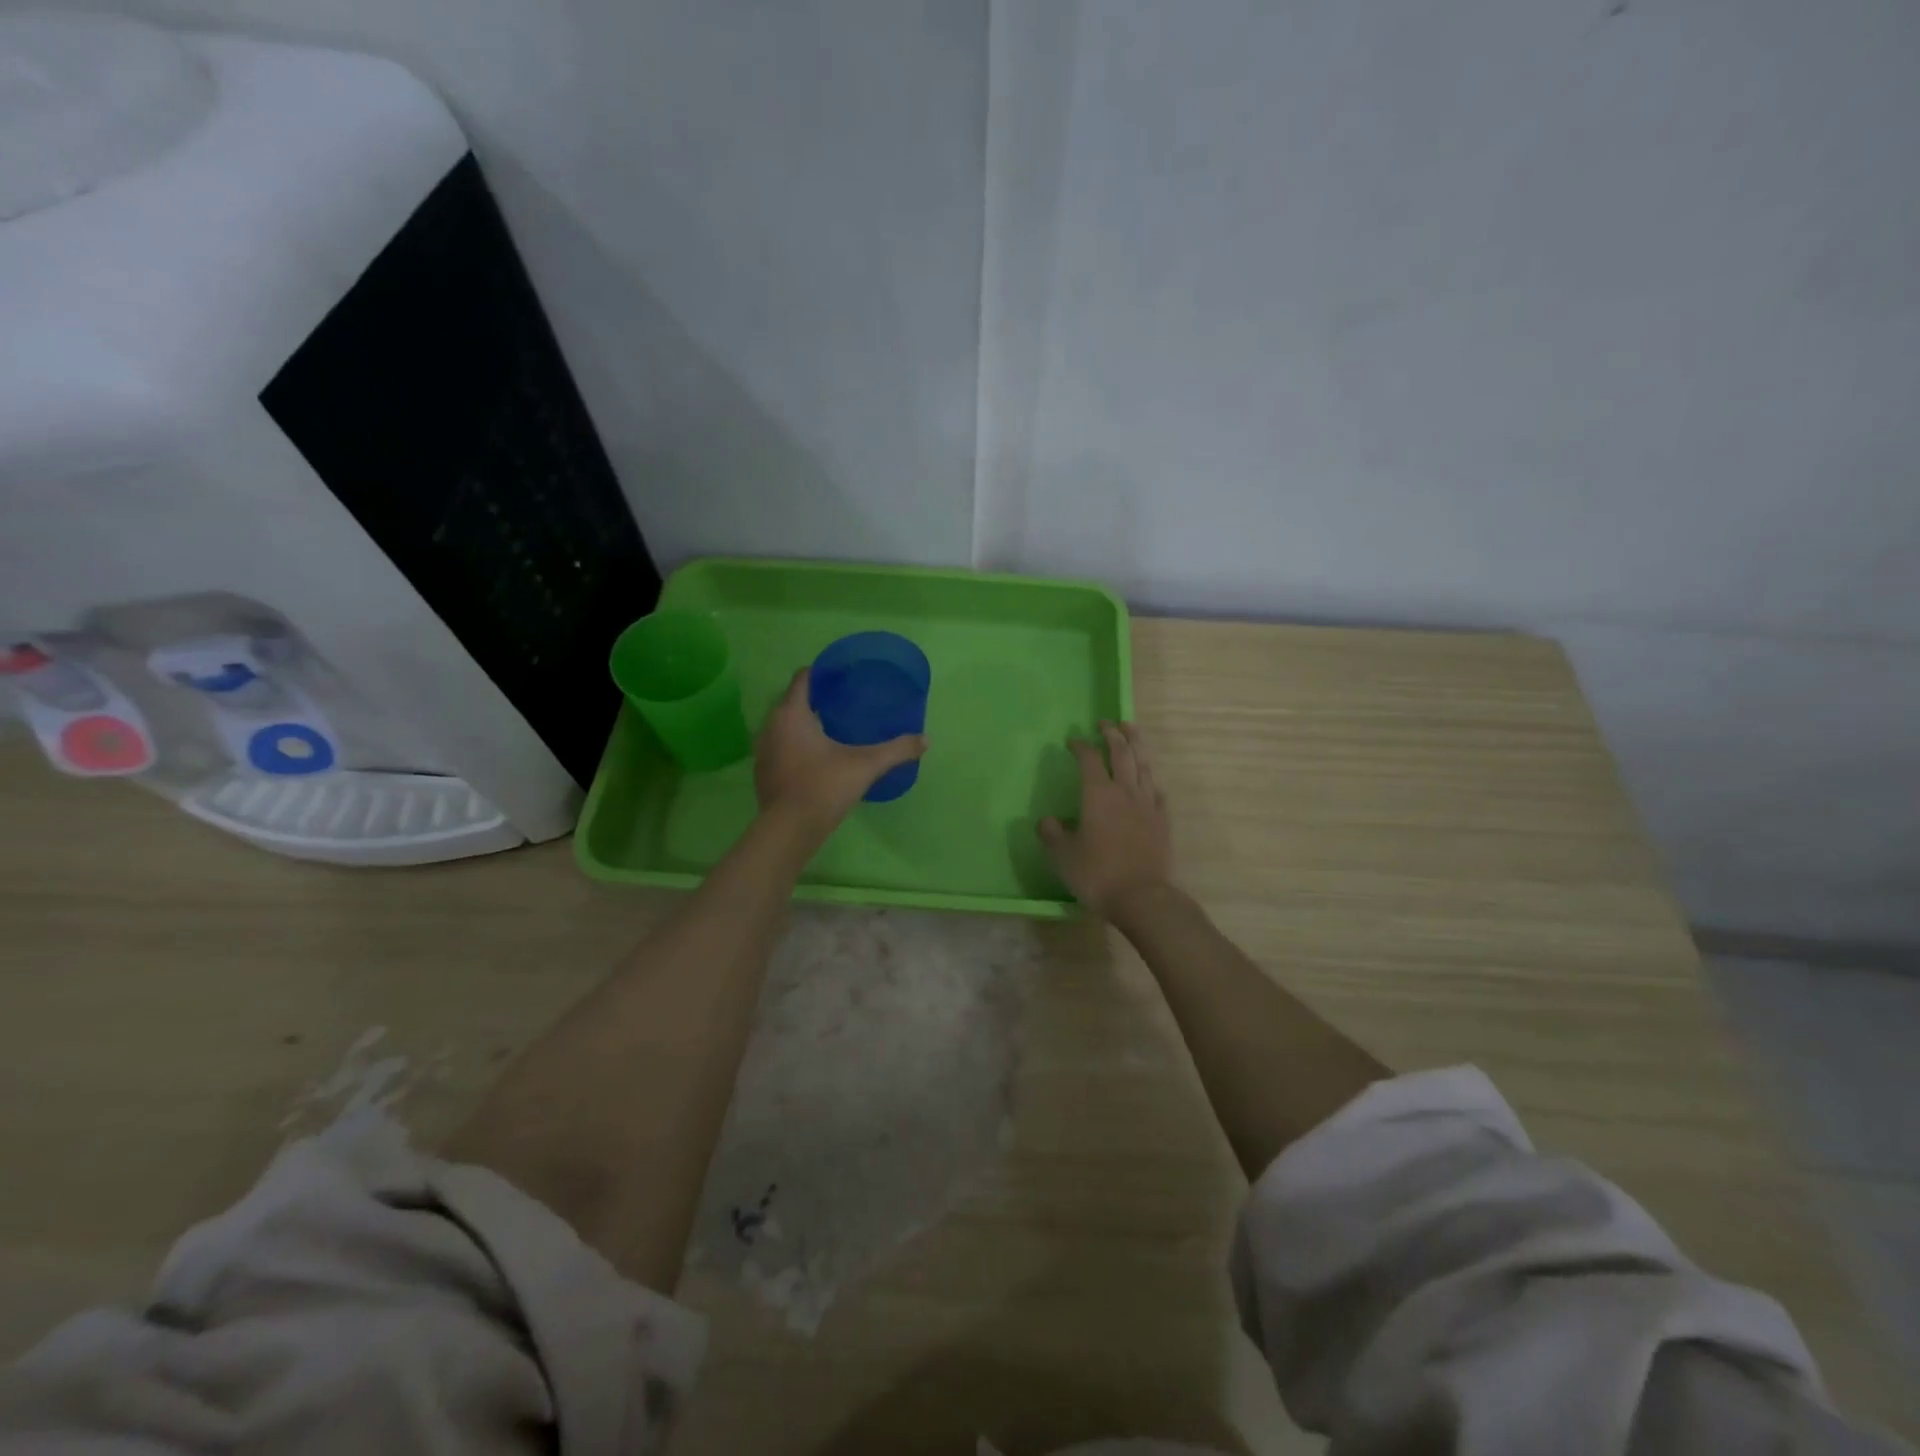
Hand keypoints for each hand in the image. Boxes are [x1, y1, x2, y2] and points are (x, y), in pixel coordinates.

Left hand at [754, 668, 927, 829]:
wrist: (789, 830)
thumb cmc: (824, 786)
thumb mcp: (866, 765)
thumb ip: (897, 750)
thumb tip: (925, 739)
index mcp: (792, 714)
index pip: (803, 679)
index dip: (822, 672)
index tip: (843, 675)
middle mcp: (771, 725)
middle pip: (793, 701)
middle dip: (817, 698)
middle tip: (845, 700)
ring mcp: (763, 750)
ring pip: (785, 725)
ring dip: (805, 722)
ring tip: (833, 726)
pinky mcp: (763, 771)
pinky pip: (781, 746)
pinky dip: (797, 743)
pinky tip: (817, 755)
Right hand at [1039, 720, 1174, 920]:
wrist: (1143, 897)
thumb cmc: (1097, 874)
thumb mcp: (1063, 856)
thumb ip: (1052, 834)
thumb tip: (1046, 821)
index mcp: (1098, 795)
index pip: (1089, 760)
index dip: (1080, 746)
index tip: (1072, 741)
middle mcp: (1125, 792)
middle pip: (1122, 753)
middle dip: (1113, 734)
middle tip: (1106, 723)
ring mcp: (1148, 805)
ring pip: (1144, 766)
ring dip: (1137, 745)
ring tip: (1131, 731)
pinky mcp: (1163, 821)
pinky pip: (1157, 792)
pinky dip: (1150, 780)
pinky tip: (1149, 781)